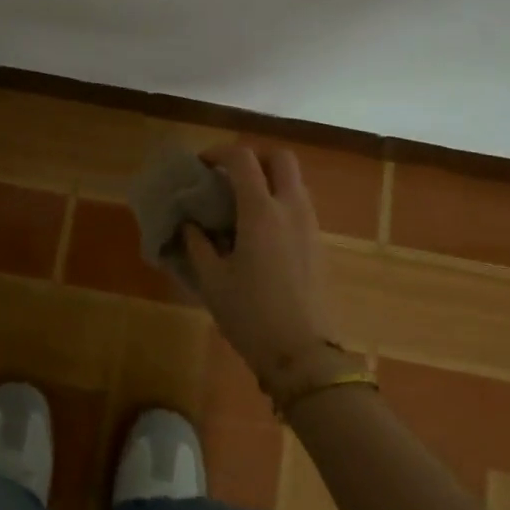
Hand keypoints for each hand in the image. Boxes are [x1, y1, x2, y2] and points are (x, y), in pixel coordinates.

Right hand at [184, 145, 341, 388]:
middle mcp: (291, 208)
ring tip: (242, 206)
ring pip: (294, 182)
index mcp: (261, 211)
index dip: (219, 153)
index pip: (243, 158)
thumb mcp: (212, 280)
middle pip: (281, 158)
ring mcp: (310, 226)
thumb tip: (190, 223)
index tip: (201, 166)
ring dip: (269, 181)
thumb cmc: (251, 315)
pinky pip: (300, 206)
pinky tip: (260, 233)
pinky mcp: (319, 245)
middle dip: (254, 158)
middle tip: (230, 177)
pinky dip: (280, 203)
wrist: (304, 356)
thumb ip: (197, 244)